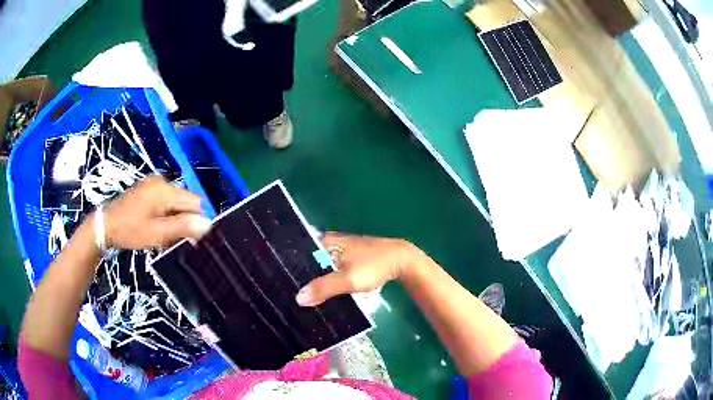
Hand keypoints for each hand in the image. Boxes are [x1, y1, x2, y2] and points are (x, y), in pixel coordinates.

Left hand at [103, 176, 210, 248]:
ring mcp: (153, 184)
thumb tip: (208, 224)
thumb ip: (182, 228)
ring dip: (175, 219)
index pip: (195, 202)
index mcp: (165, 190)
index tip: (190, 239)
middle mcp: (162, 181)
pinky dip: (166, 214)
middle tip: (173, 239)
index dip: (196, 220)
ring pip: (175, 202)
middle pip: (185, 201)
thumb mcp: (156, 233)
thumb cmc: (130, 230)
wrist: (105, 225)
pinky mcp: (148, 188)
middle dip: (184, 220)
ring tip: (163, 234)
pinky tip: (157, 225)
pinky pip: (166, 200)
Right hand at [295, 233, 421, 305]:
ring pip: (322, 265)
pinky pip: (332, 269)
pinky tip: (323, 292)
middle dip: (302, 276)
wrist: (402, 261)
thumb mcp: (348, 279)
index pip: (300, 252)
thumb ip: (323, 288)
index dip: (290, 267)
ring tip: (303, 296)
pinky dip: (327, 279)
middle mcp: (331, 242)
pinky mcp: (351, 259)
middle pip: (310, 260)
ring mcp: (342, 250)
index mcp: (326, 241)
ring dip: (315, 279)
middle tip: (290, 293)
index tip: (282, 283)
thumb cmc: (373, 266)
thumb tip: (298, 298)